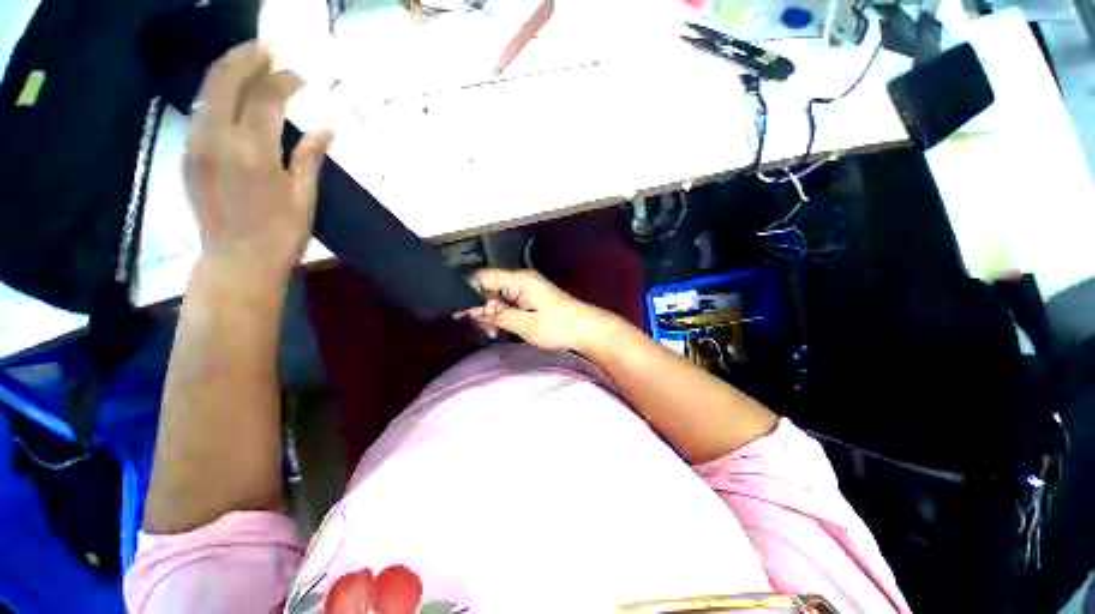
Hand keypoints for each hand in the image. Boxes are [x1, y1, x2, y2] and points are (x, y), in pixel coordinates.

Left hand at [185, 41, 332, 278]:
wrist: (235, 261)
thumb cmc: (280, 235)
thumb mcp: (304, 197)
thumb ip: (311, 157)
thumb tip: (328, 128)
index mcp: (254, 153)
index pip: (266, 97)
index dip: (285, 80)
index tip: (302, 76)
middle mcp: (218, 140)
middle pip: (226, 80)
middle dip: (248, 57)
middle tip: (270, 48)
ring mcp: (197, 145)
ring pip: (207, 90)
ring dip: (229, 69)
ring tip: (252, 62)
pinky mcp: (188, 154)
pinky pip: (201, 110)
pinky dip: (218, 93)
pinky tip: (234, 94)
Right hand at [456, 269, 617, 352]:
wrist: (588, 330)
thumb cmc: (559, 326)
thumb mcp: (526, 324)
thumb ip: (498, 315)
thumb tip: (472, 310)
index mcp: (519, 280)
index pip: (484, 277)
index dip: (468, 292)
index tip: (459, 312)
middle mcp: (521, 281)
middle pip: (490, 288)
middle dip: (480, 307)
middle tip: (478, 328)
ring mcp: (527, 291)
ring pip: (498, 298)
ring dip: (492, 315)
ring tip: (492, 333)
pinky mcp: (531, 301)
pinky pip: (509, 305)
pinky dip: (503, 317)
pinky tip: (501, 330)